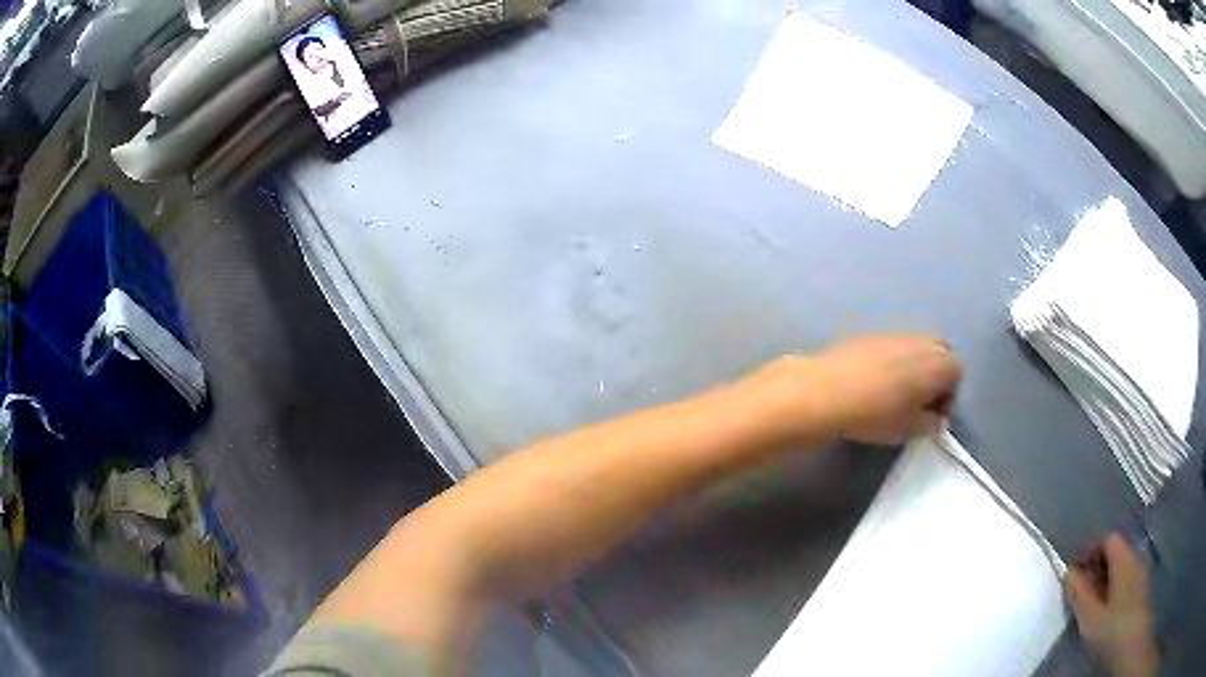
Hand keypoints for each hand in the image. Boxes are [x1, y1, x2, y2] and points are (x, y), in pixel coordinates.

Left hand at [744, 334, 960, 445]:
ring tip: (895, 395)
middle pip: (940, 353)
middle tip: (917, 404)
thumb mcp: (910, 429)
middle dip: (935, 376)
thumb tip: (934, 419)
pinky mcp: (869, 334)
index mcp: (939, 362)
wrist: (826, 391)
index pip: (957, 374)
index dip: (947, 398)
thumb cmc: (876, 414)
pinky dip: (892, 361)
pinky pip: (892, 346)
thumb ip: (930, 424)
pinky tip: (873, 384)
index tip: (931, 418)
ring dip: (914, 367)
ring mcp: (895, 333)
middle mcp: (921, 340)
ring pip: (916, 347)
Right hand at [1064, 534, 1158, 676]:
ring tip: (1090, 602)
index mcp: (1125, 558)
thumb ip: (1079, 593)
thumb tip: (1069, 572)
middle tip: (1079, 589)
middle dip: (1098, 565)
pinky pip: (1127, 578)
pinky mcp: (1141, 589)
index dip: (1091, 550)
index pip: (1108, 539)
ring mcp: (1141, 573)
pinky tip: (1106, 609)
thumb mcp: (1090, 617)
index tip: (1074, 570)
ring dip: (1106, 578)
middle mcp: (1136, 557)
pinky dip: (1114, 587)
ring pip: (1122, 567)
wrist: (1132, 644)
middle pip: (1117, 551)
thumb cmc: (1112, 629)